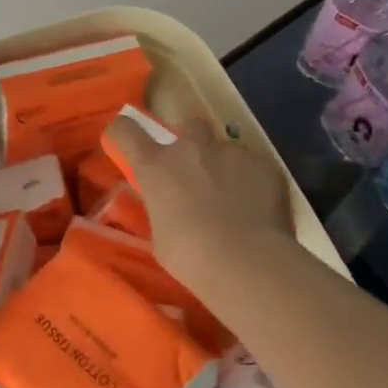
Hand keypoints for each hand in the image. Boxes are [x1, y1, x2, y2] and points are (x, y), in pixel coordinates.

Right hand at [102, 114, 295, 288]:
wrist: (249, 263)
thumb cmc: (193, 258)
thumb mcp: (161, 238)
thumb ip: (163, 209)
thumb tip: (168, 206)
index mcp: (157, 166)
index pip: (125, 131)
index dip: (124, 133)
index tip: (128, 144)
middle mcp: (191, 148)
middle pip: (187, 124)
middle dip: (191, 142)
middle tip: (196, 171)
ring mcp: (230, 152)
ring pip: (225, 147)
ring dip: (224, 165)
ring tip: (234, 197)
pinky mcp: (264, 164)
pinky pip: (254, 165)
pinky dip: (253, 181)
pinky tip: (259, 208)